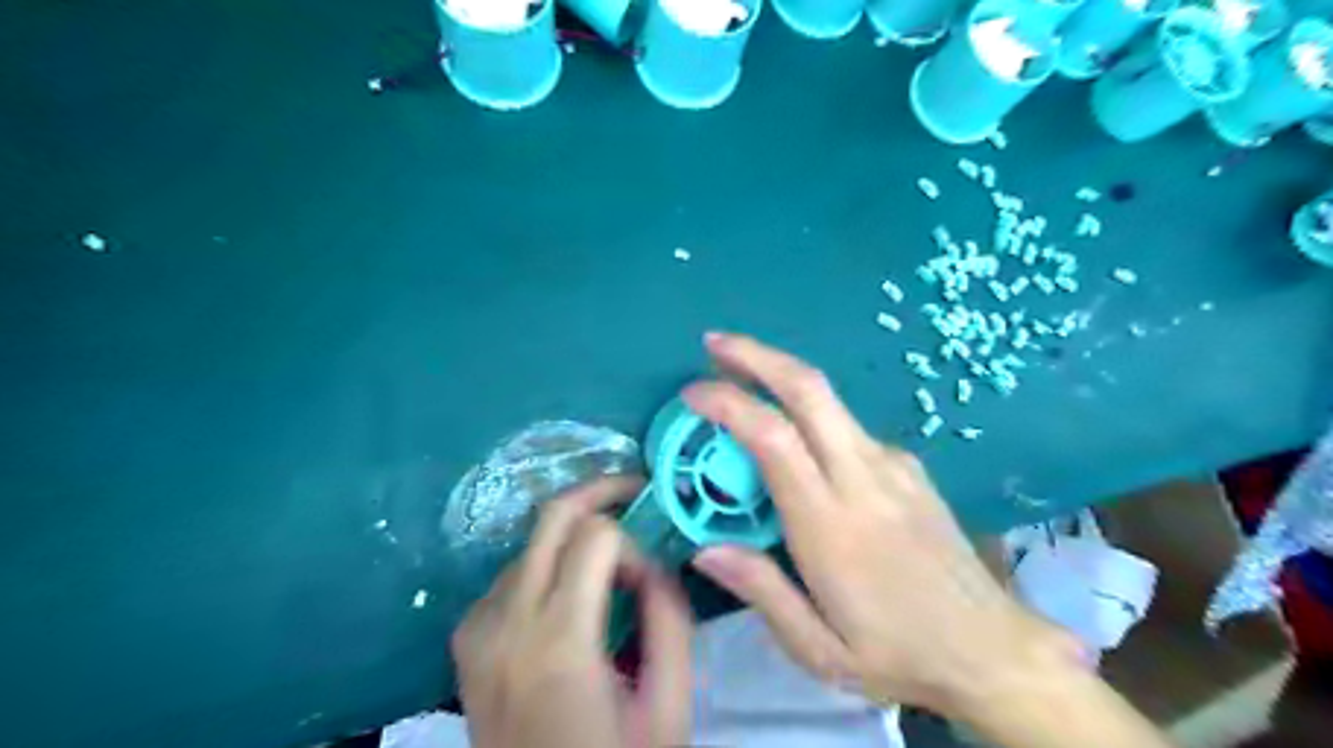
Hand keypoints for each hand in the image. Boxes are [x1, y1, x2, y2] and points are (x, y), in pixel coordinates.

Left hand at [454, 476, 693, 746]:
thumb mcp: (667, 706)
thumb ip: (669, 619)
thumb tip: (657, 560)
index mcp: (559, 642)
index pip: (596, 535)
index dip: (634, 544)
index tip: (650, 580)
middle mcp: (505, 621)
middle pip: (551, 515)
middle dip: (600, 492)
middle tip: (636, 493)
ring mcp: (477, 627)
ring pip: (532, 541)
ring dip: (574, 538)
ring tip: (609, 565)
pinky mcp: (465, 637)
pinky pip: (512, 574)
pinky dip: (548, 567)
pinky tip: (570, 599)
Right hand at [681, 333, 1074, 717]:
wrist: (991, 649)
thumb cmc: (897, 654)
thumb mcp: (817, 650)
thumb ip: (761, 592)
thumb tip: (705, 549)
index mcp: (831, 524)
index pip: (774, 437)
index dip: (728, 402)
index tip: (691, 394)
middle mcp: (863, 477)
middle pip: (808, 389)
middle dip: (756, 356)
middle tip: (714, 344)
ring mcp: (893, 464)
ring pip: (828, 400)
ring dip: (780, 377)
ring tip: (741, 382)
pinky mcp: (909, 466)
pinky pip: (848, 428)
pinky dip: (810, 415)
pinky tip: (797, 442)